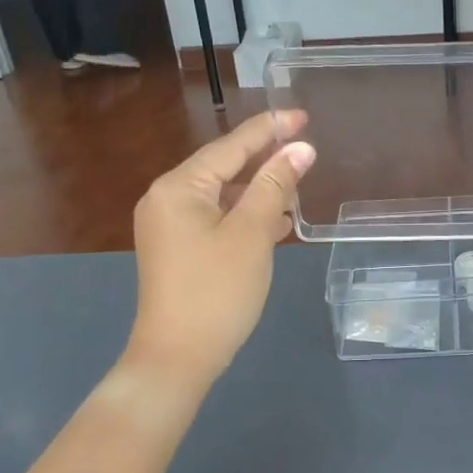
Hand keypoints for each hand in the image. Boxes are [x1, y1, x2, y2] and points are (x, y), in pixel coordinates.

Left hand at [128, 111, 313, 386]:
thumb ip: (275, 186)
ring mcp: (169, 227)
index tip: (301, 114)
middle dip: (265, 158)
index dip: (269, 129)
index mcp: (179, 187)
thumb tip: (301, 149)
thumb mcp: (251, 233)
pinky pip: (216, 219)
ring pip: (222, 195)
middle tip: (305, 144)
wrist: (178, 357)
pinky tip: (277, 222)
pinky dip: (245, 216)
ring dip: (259, 189)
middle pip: (223, 168)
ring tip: (298, 182)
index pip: (231, 147)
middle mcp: (167, 199)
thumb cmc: (217, 290)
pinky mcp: (178, 250)